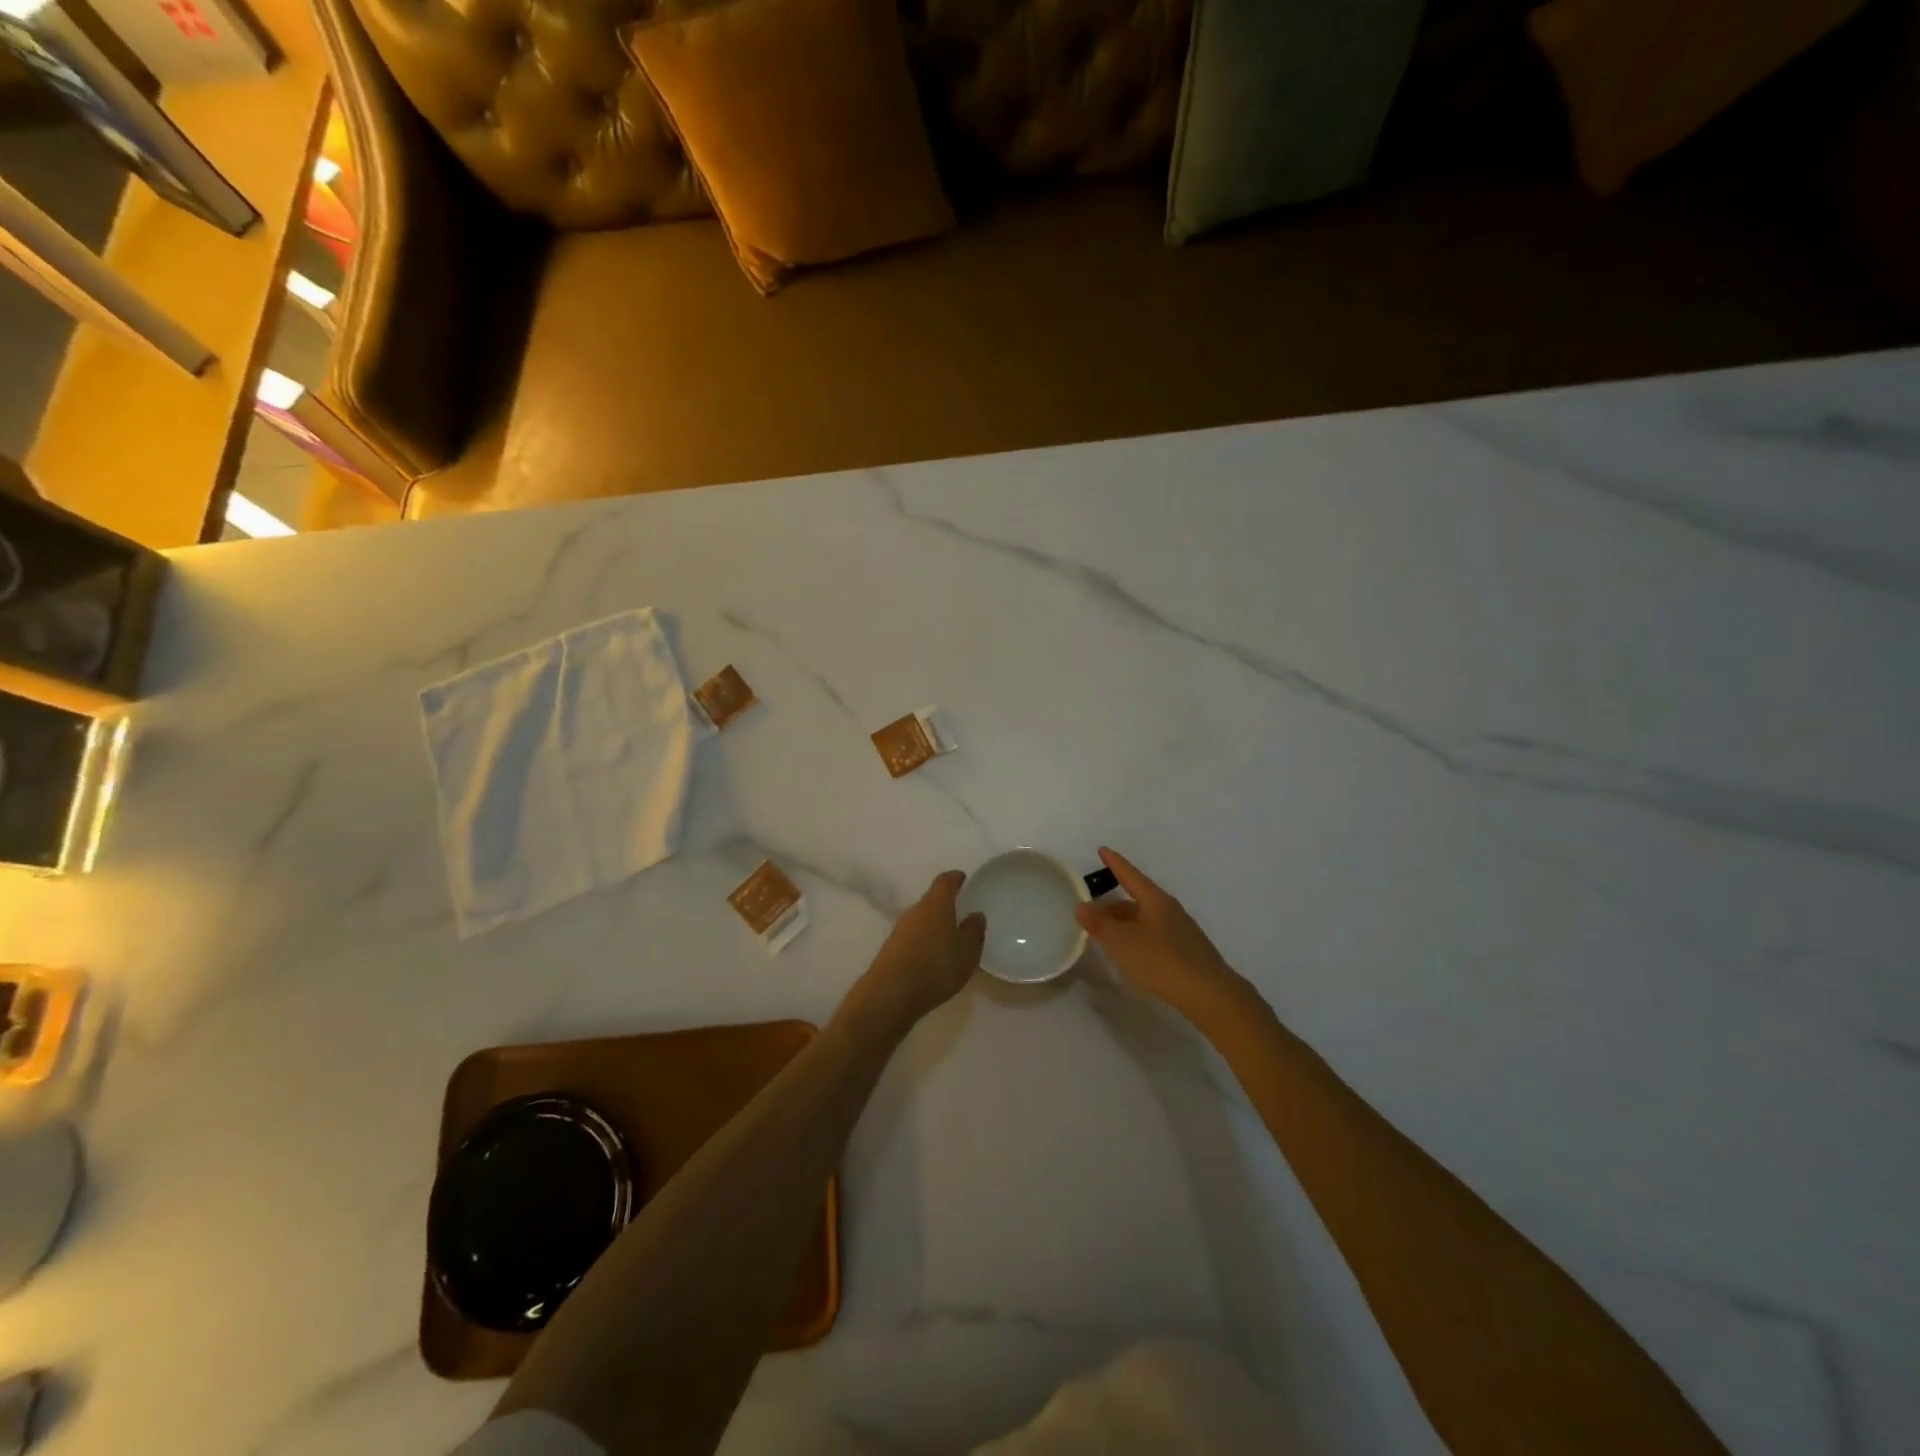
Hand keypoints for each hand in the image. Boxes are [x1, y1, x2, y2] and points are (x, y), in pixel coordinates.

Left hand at [837, 871, 985, 1042]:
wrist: (890, 994)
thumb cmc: (936, 966)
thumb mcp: (967, 952)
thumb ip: (974, 931)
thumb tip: (975, 914)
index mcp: (936, 904)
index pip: (945, 882)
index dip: (955, 878)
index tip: (962, 878)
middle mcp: (914, 911)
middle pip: (931, 901)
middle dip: (944, 905)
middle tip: (959, 913)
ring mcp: (899, 931)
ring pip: (920, 920)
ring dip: (933, 926)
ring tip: (947, 939)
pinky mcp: (890, 950)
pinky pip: (911, 939)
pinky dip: (922, 943)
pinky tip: (930, 958)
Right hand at [1077, 847, 1246, 1017]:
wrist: (1209, 995)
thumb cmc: (1161, 961)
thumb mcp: (1122, 942)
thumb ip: (1099, 923)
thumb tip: (1081, 905)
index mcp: (1155, 901)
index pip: (1130, 875)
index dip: (1115, 863)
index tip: (1102, 850)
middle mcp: (1170, 911)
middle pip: (1137, 900)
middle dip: (1114, 904)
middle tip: (1093, 911)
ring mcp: (1181, 932)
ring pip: (1146, 920)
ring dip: (1125, 924)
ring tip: (1107, 936)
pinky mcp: (1187, 953)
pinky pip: (1155, 937)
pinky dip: (1137, 939)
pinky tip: (1131, 955)